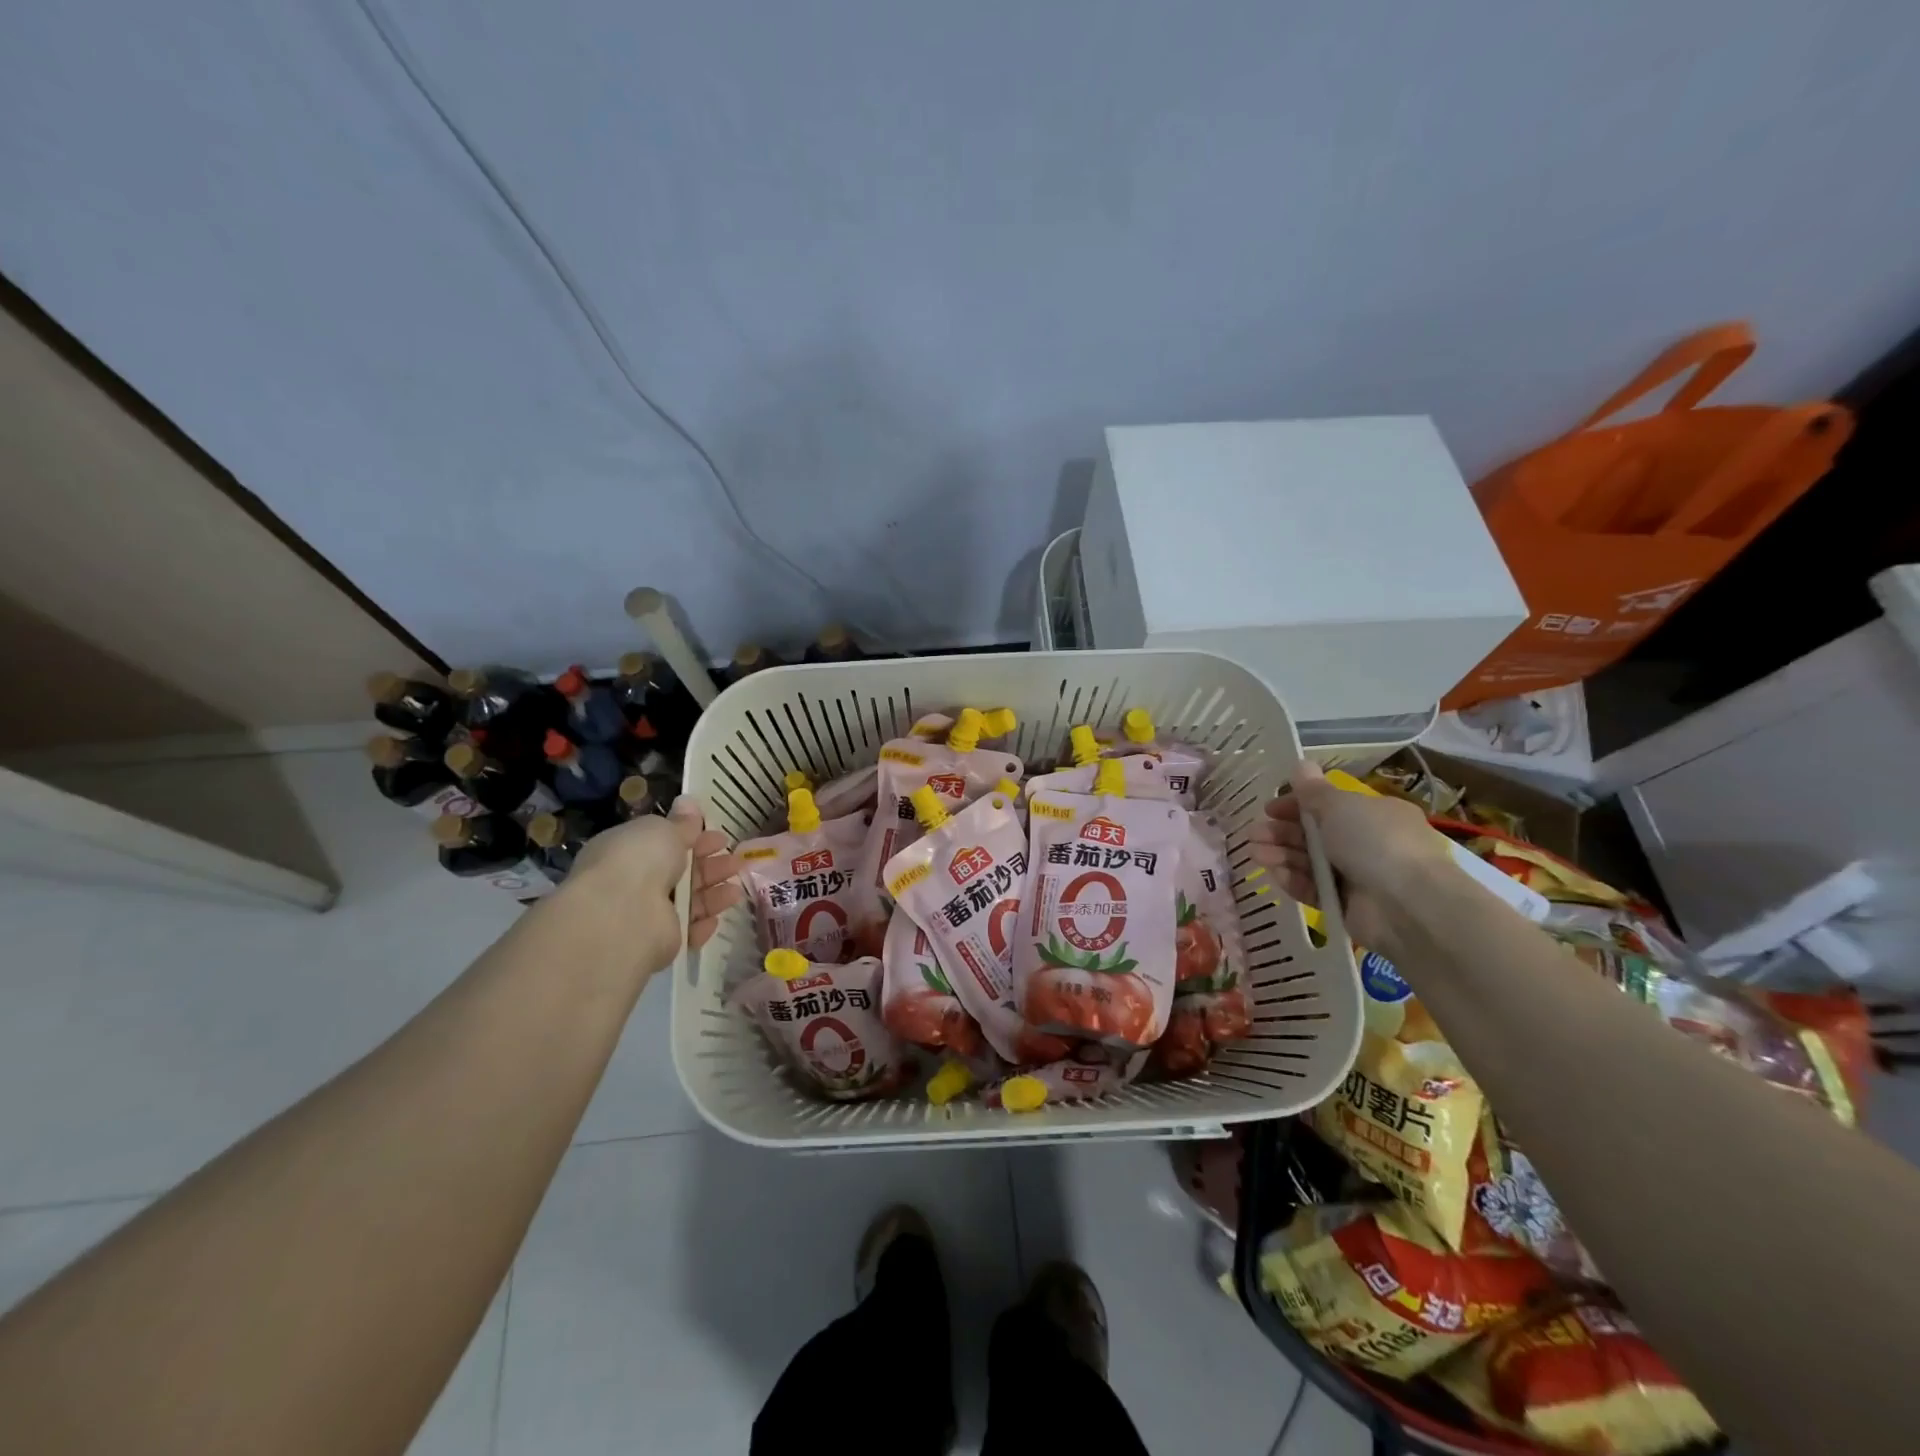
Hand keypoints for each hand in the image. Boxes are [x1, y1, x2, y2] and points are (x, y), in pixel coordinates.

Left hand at [568, 797, 742, 971]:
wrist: (622, 914)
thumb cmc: (640, 859)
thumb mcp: (662, 829)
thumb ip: (681, 822)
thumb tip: (688, 802)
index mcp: (627, 850)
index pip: (663, 843)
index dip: (694, 838)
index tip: (720, 836)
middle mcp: (632, 882)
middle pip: (680, 873)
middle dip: (710, 866)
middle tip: (735, 860)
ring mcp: (644, 914)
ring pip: (687, 901)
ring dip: (713, 893)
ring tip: (736, 887)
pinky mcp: (657, 942)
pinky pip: (686, 931)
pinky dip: (702, 924)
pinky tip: (718, 916)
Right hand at [1248, 761, 1446, 951]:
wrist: (1407, 905)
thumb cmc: (1374, 842)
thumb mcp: (1339, 806)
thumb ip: (1313, 790)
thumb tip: (1300, 764)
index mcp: (1373, 814)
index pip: (1328, 806)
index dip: (1296, 805)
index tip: (1269, 809)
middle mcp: (1366, 843)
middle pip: (1314, 834)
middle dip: (1282, 832)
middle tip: (1254, 833)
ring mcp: (1356, 875)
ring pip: (1309, 861)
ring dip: (1280, 854)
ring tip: (1254, 852)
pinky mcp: (1345, 904)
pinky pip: (1313, 888)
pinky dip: (1292, 879)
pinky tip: (1272, 872)